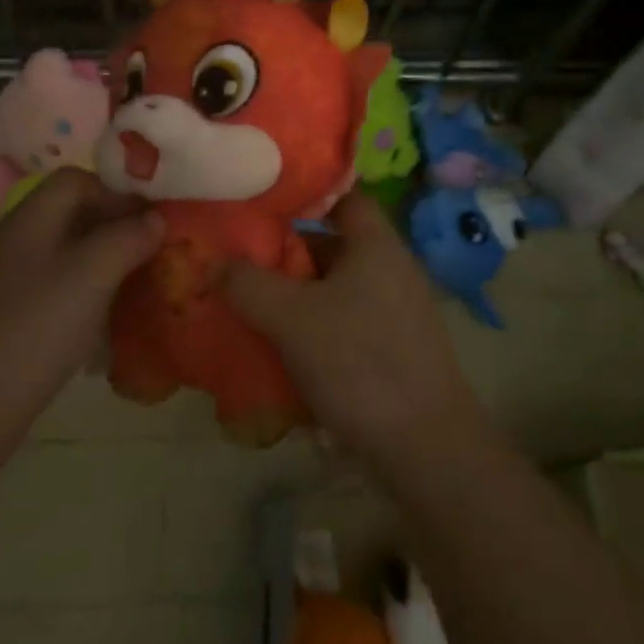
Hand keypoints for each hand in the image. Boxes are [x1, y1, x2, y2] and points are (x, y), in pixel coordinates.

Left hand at [0, 168, 160, 473]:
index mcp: (29, 218)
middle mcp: (13, 240)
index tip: (151, 218)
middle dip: (113, 226)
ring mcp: (4, 280)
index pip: (76, 180)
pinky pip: (51, 288)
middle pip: (70, 214)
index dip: (116, 191)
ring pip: (63, 253)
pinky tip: (100, 322)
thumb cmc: (33, 330)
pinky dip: (81, 293)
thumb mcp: (92, 276)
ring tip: (133, 284)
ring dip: (100, 261)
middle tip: (151, 250)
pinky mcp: (3, 317)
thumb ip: (128, 238)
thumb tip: (156, 219)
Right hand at [225, 192, 487, 471]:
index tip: (262, 199)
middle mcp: (391, 268)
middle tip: (242, 258)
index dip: (304, 192)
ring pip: (336, 288)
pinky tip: (284, 350)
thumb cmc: (361, 363)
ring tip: (253, 304)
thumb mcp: (292, 319)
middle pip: (332, 244)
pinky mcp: (395, 350)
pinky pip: (347, 323)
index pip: (341, 194)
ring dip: (298, 295)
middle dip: (287, 252)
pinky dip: (316, 327)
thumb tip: (214, 263)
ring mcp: (397, 311)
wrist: (428, 451)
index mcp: (375, 244)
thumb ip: (248, 284)